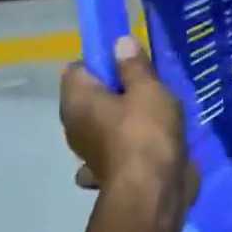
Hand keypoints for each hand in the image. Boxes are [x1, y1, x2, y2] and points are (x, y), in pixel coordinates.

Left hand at [59, 36, 193, 201]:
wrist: (153, 190)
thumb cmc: (147, 132)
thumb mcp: (148, 89)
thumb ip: (134, 65)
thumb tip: (119, 42)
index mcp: (77, 101)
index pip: (78, 69)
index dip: (103, 61)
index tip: (132, 63)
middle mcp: (75, 125)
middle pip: (91, 97)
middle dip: (116, 90)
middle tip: (150, 85)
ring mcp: (89, 152)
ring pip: (103, 124)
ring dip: (122, 118)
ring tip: (157, 112)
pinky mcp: (107, 171)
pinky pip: (115, 148)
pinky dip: (127, 144)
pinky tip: (150, 143)